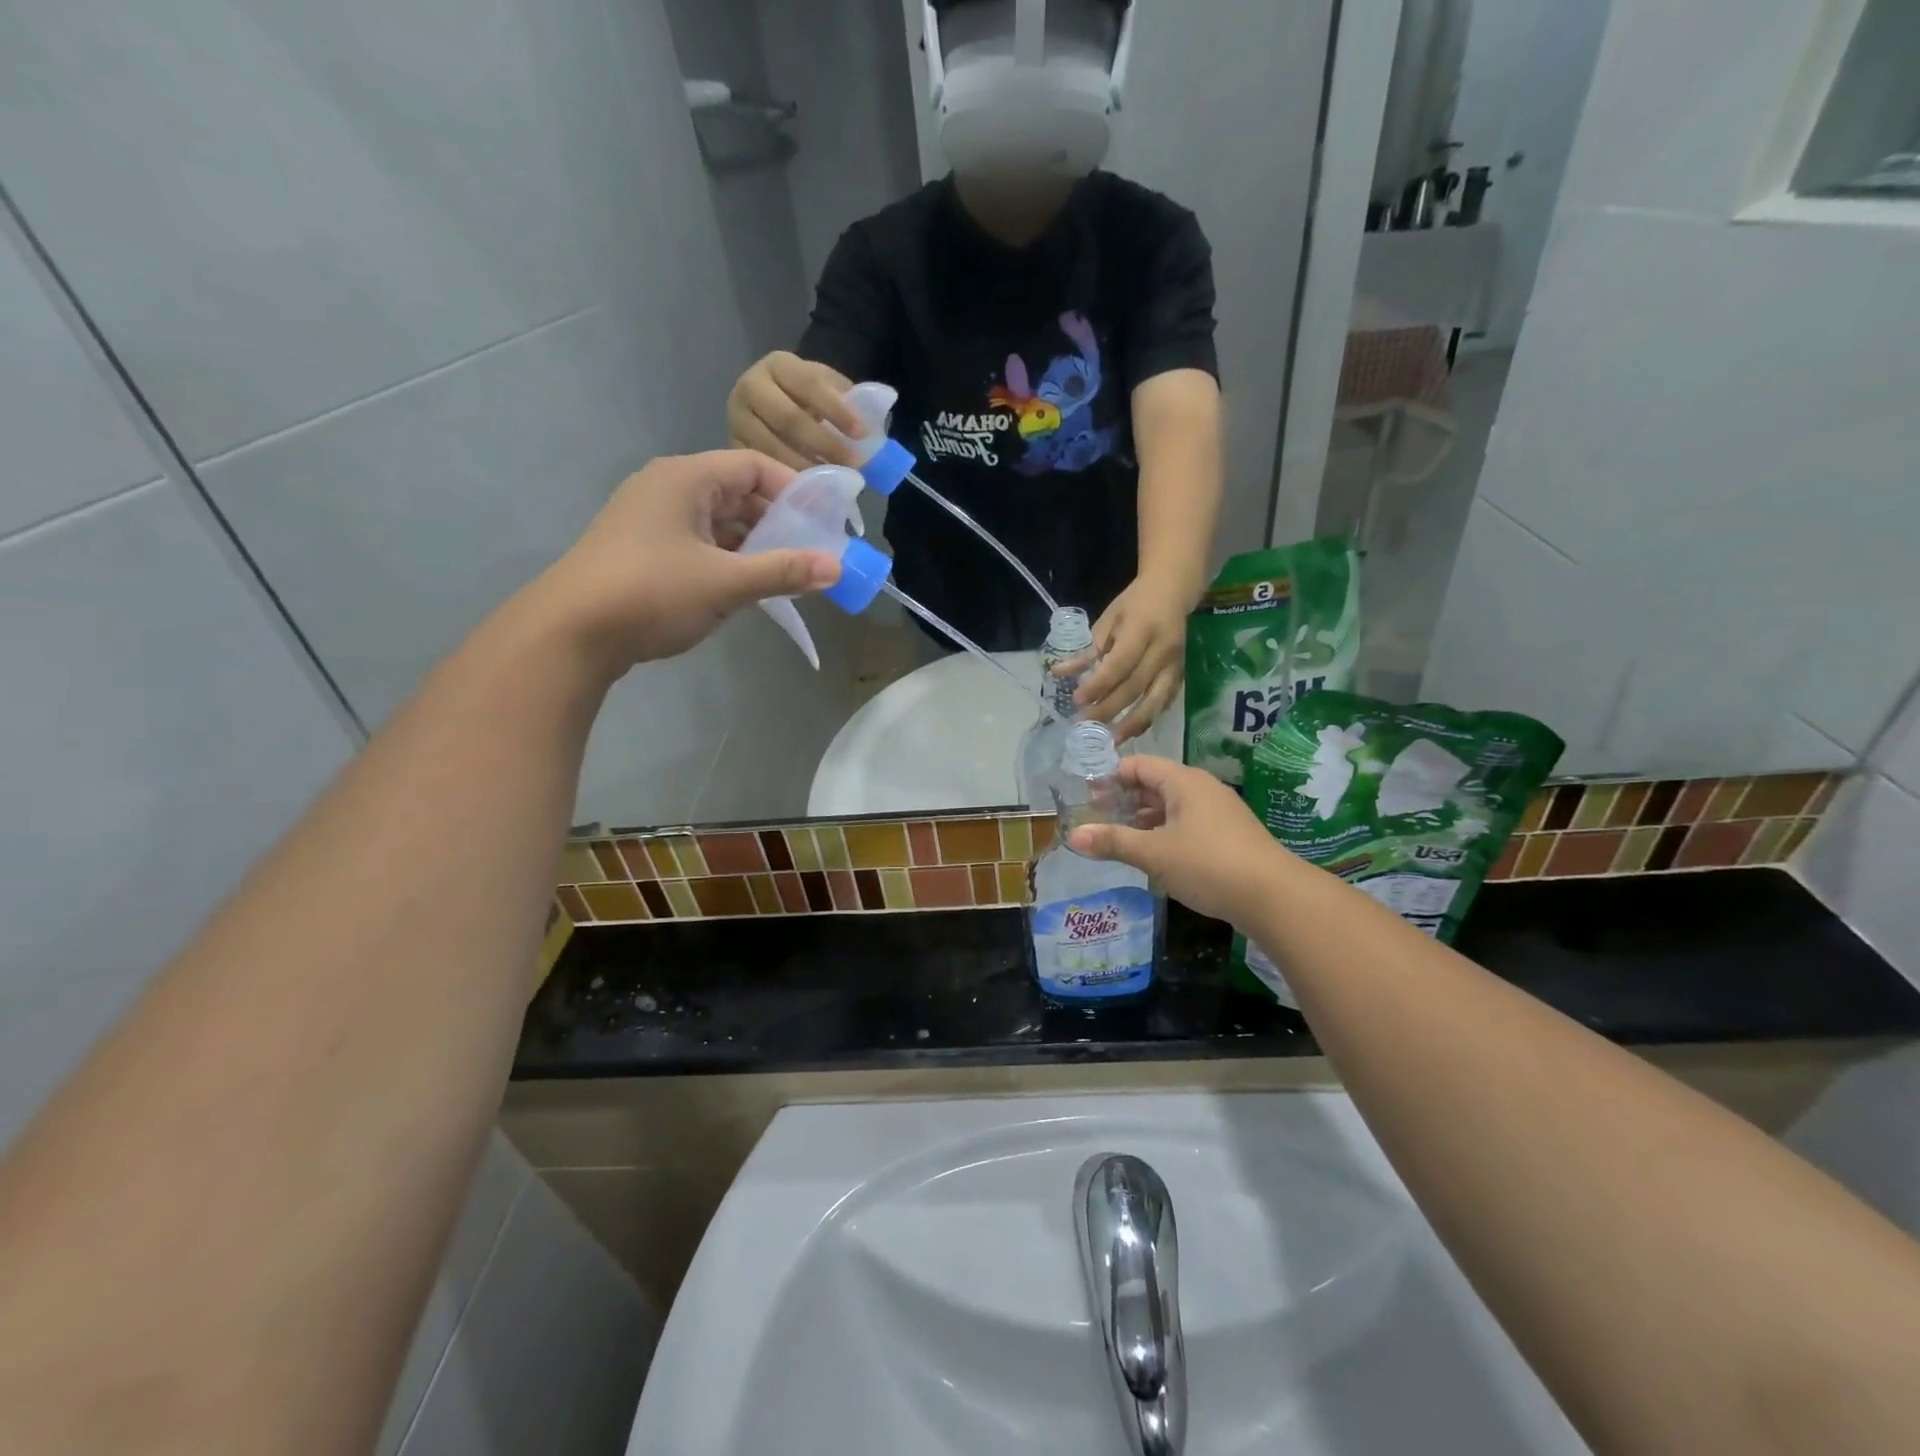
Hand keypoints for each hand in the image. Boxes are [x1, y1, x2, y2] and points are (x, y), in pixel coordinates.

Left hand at [530, 450, 839, 673]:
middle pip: (737, 493)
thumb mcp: (726, 583)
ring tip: (788, 573)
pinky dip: (729, 559)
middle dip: (778, 521)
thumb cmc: (651, 593)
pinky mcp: (645, 551)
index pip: (753, 466)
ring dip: (755, 544)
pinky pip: (700, 544)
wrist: (571, 633)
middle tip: (814, 551)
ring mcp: (652, 520)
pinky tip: (748, 586)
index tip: (826, 519)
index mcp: (686, 479)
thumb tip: (837, 567)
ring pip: (719, 522)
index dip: (794, 488)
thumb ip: (783, 572)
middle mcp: (668, 489)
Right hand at [726, 352, 865, 470]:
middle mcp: (750, 387)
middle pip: (788, 418)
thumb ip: (847, 400)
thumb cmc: (805, 400)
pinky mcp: (732, 447)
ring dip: (806, 468)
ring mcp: (737, 419)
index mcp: (778, 365)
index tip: (862, 434)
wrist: (767, 409)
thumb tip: (875, 429)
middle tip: (853, 465)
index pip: (809, 384)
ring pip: (772, 447)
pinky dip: (785, 480)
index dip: (837, 410)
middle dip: (825, 444)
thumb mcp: (825, 388)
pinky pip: (760, 468)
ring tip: (834, 482)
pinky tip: (808, 490)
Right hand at [1067, 756, 1289, 925]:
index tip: (1087, 799)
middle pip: (1154, 784)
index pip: (1138, 765)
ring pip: (1170, 807)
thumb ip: (1113, 842)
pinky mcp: (1227, 835)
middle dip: (1124, 801)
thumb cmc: (1208, 865)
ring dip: (1143, 820)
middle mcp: (1201, 789)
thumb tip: (1073, 835)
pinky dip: (1164, 833)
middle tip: (1096, 821)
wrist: (1274, 897)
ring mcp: (1218, 812)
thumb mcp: (1154, 854)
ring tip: (1118, 840)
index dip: (1110, 778)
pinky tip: (1152, 856)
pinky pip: (1186, 824)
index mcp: (1183, 781)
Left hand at [1072, 574, 1191, 741]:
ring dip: (1132, 724)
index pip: (1119, 664)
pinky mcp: (1181, 675)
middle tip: (1085, 725)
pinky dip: (1148, 719)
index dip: (1098, 685)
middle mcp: (1162, 650)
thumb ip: (1087, 650)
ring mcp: (1175, 665)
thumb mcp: (1107, 620)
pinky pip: (1165, 702)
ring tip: (1110, 740)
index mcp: (1143, 630)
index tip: (1077, 701)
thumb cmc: (1133, 604)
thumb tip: (1059, 674)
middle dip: (1109, 709)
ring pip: (1155, 701)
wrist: (1172, 592)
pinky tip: (1131, 731)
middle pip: (1135, 687)